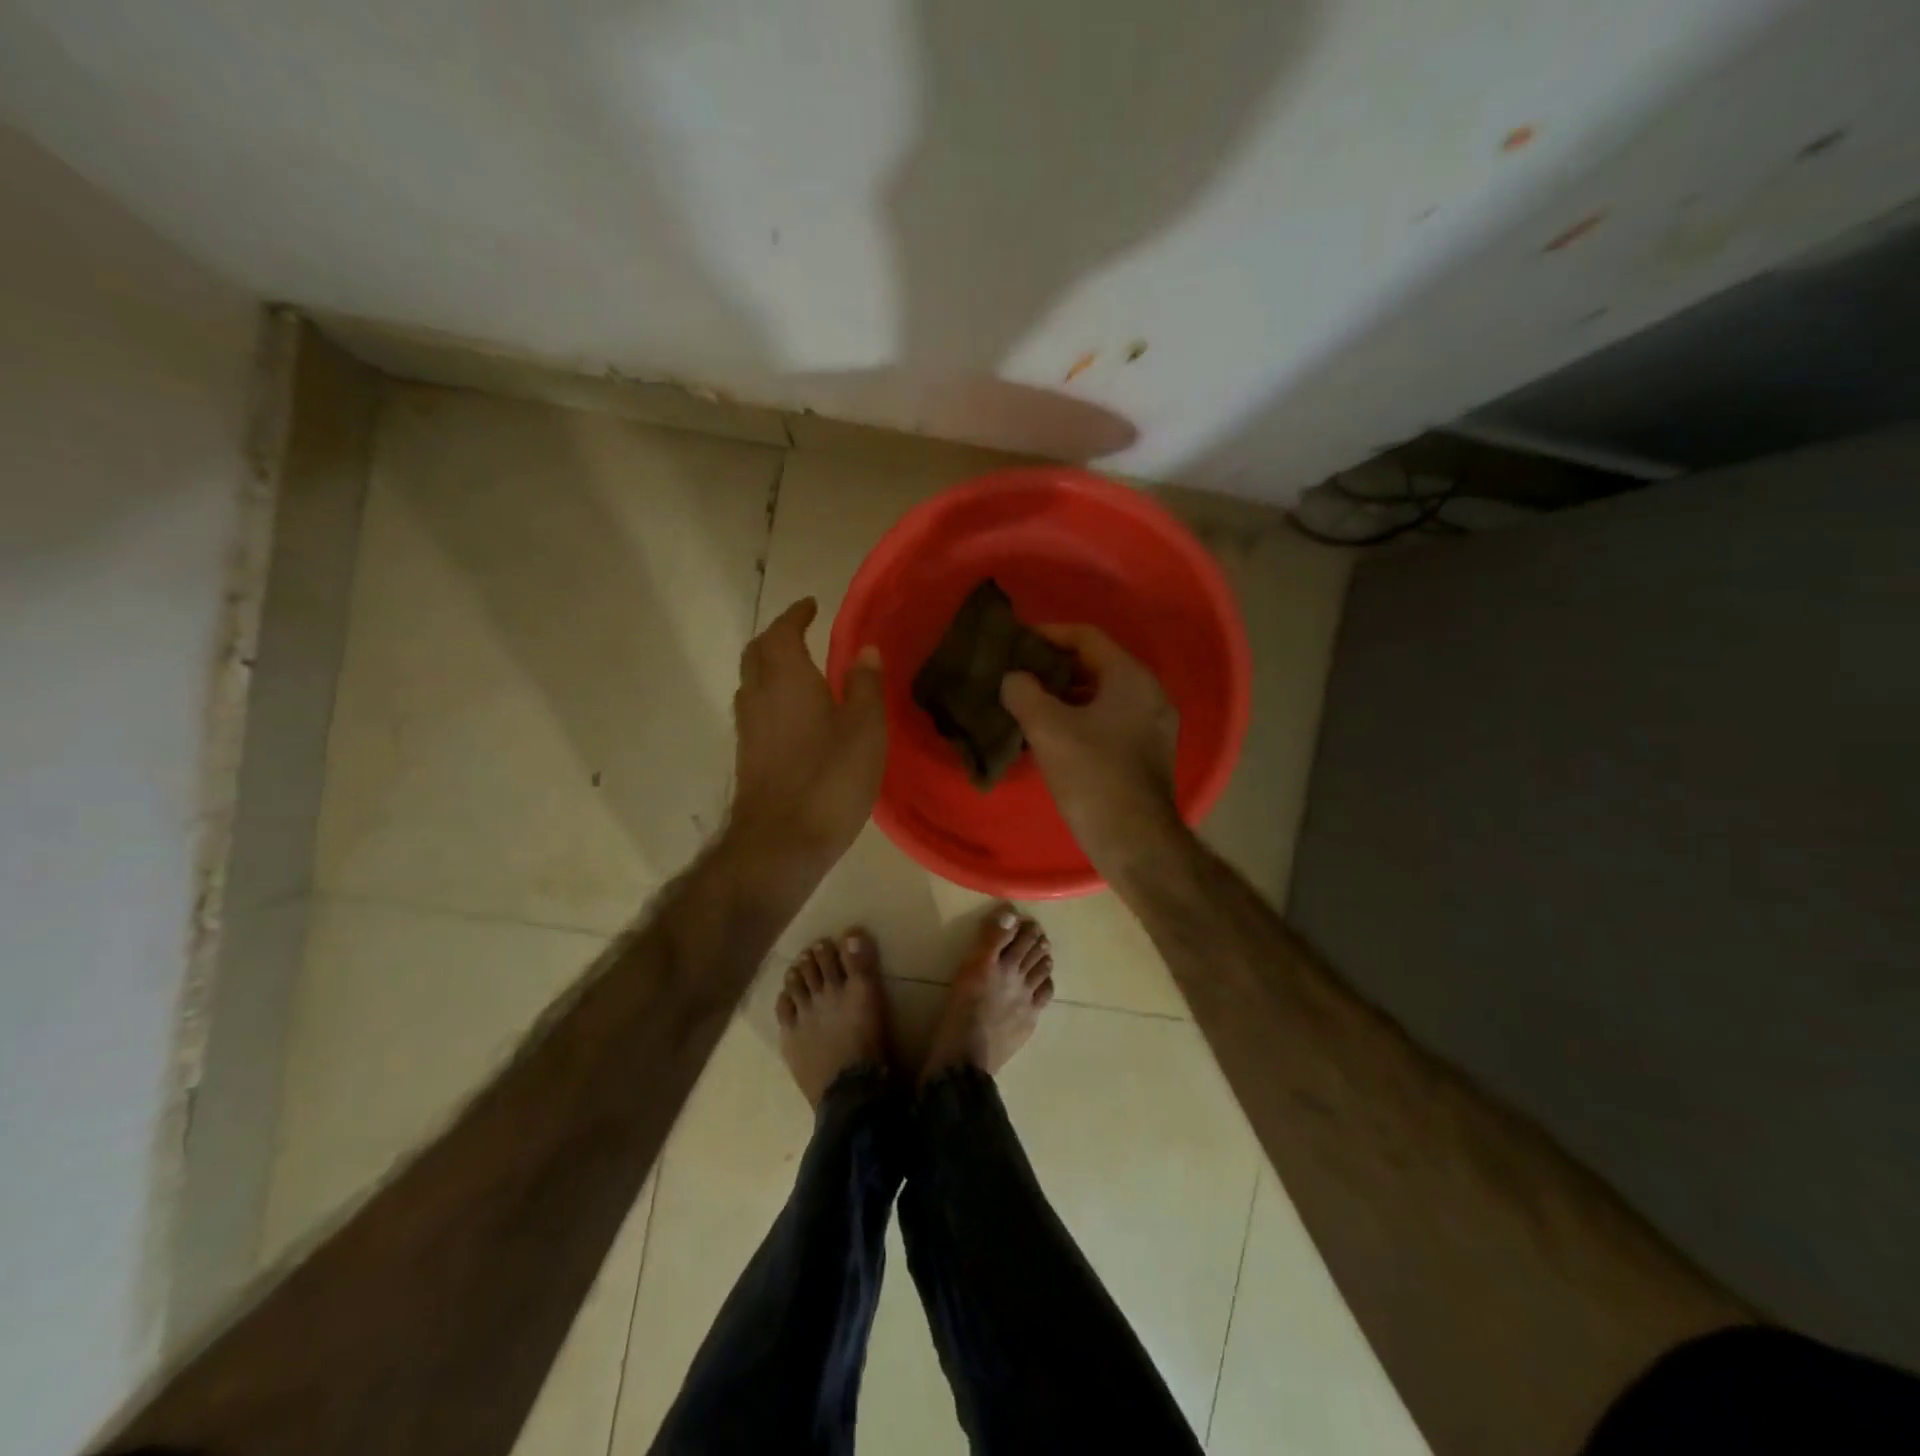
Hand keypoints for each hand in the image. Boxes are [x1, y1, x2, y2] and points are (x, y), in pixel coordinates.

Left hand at [728, 598, 886, 869]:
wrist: (781, 842)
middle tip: (801, 634)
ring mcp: (747, 728)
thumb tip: (866, 649)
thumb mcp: (866, 729)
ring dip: (769, 667)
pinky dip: (769, 697)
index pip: (782, 632)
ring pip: (751, 682)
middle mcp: (758, 696)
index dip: (795, 615)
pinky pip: (754, 710)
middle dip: (776, 637)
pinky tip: (792, 716)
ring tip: (799, 671)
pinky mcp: (747, 756)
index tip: (811, 606)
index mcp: (787, 679)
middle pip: (756, 653)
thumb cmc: (830, 779)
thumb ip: (866, 686)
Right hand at [1000, 625, 1184, 874]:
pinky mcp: (1145, 754)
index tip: (1015, 642)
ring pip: (1100, 697)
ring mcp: (1151, 726)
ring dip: (1063, 697)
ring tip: (1025, 704)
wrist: (1135, 841)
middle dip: (1053, 668)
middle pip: (1095, 666)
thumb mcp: (1048, 728)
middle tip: (1016, 674)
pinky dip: (1078, 720)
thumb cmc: (1093, 776)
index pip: (1086, 637)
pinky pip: (1107, 722)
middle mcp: (1149, 694)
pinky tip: (1048, 735)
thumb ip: (1024, 693)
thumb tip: (1013, 679)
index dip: (1048, 634)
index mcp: (1131, 678)